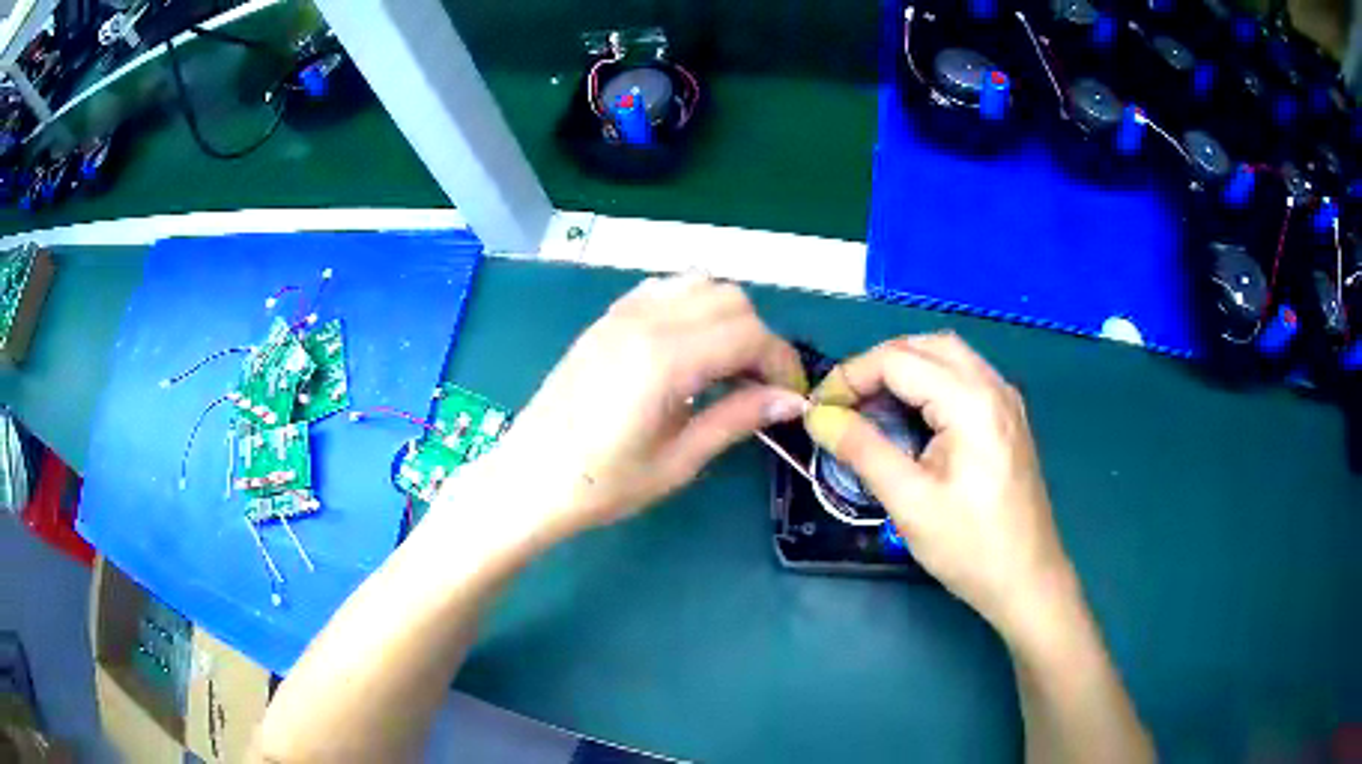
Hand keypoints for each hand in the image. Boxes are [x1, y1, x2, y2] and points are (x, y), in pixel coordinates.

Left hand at [469, 273, 808, 545]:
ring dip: (728, 317)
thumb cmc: (602, 484)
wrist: (528, 478)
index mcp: (665, 358)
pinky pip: (665, 289)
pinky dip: (693, 306)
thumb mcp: (678, 460)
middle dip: (759, 338)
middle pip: (731, 299)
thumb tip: (790, 401)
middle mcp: (646, 320)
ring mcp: (622, 313)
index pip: (750, 334)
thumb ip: (737, 419)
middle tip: (760, 387)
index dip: (781, 363)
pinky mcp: (607, 318)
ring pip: (700, 283)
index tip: (789, 398)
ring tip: (727, 366)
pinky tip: (690, 348)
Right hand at [803, 333, 1076, 643]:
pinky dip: (929, 381)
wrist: (1027, 581)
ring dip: (904, 368)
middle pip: (925, 345)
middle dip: (877, 364)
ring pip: (947, 356)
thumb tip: (818, 416)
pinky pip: (964, 377)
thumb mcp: (909, 501)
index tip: (819, 409)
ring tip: (871, 405)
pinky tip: (912, 415)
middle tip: (843, 402)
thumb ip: (862, 450)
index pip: (899, 360)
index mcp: (971, 401)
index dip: (851, 376)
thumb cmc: (970, 547)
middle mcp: (993, 386)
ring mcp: (1006, 400)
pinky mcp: (1008, 418)